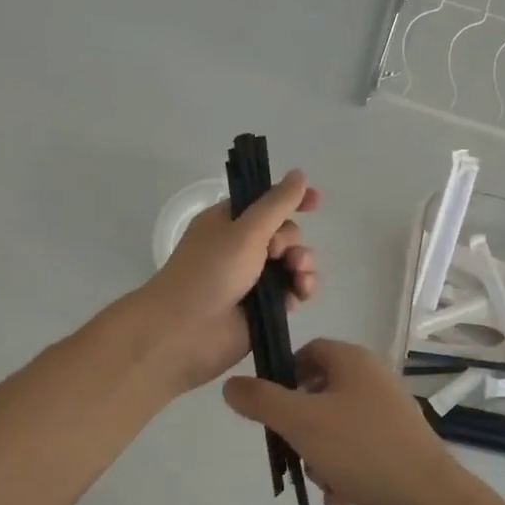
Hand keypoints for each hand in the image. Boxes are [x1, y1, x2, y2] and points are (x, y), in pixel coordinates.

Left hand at [142, 170, 320, 393]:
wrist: (187, 330)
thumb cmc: (211, 270)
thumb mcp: (246, 230)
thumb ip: (277, 203)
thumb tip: (299, 174)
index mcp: (229, 222)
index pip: (266, 202)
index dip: (292, 199)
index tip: (317, 201)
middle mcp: (241, 247)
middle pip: (285, 233)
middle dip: (293, 240)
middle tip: (279, 252)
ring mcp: (253, 279)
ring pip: (293, 263)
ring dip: (304, 264)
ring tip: (299, 274)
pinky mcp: (264, 307)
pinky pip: (293, 291)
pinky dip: (301, 288)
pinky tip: (302, 292)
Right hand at [224, 340, 485, 504]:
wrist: (430, 503)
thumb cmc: (362, 450)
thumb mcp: (301, 422)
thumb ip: (261, 401)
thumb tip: (231, 384)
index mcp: (354, 361)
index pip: (308, 352)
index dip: (283, 376)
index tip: (268, 408)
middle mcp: (373, 381)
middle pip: (318, 394)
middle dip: (300, 428)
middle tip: (293, 451)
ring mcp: (388, 417)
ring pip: (334, 430)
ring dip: (320, 459)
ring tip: (325, 481)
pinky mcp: (397, 450)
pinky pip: (356, 456)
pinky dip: (343, 476)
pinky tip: (343, 502)